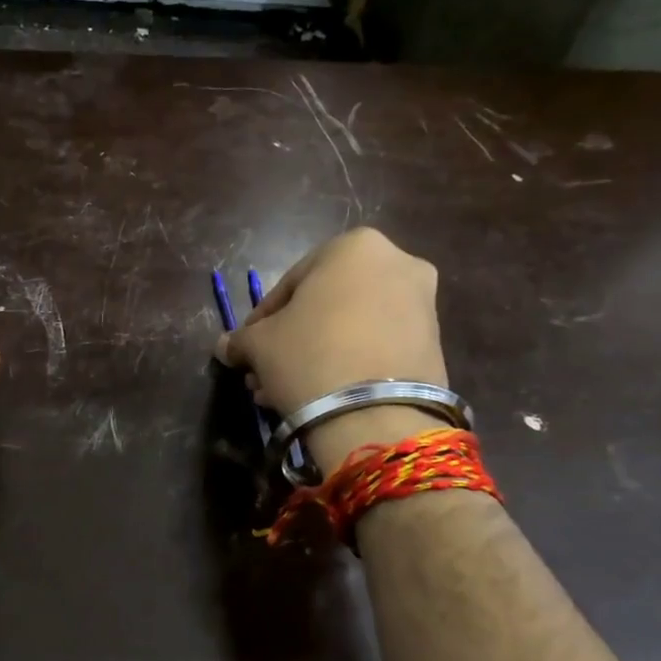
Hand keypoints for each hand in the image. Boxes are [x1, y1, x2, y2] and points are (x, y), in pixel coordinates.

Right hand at [214, 228, 450, 468]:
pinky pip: (376, 346)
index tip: (247, 347)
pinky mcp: (434, 343)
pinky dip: (348, 363)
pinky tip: (320, 394)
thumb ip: (241, 339)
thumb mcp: (259, 344)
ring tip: (286, 390)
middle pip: (324, 304)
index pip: (290, 283)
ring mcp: (422, 303)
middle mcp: (396, 262)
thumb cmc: (308, 355)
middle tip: (265, 371)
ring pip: (350, 327)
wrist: (376, 414)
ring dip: (316, 353)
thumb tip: (226, 347)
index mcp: (353, 246)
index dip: (261, 319)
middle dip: (292, 339)